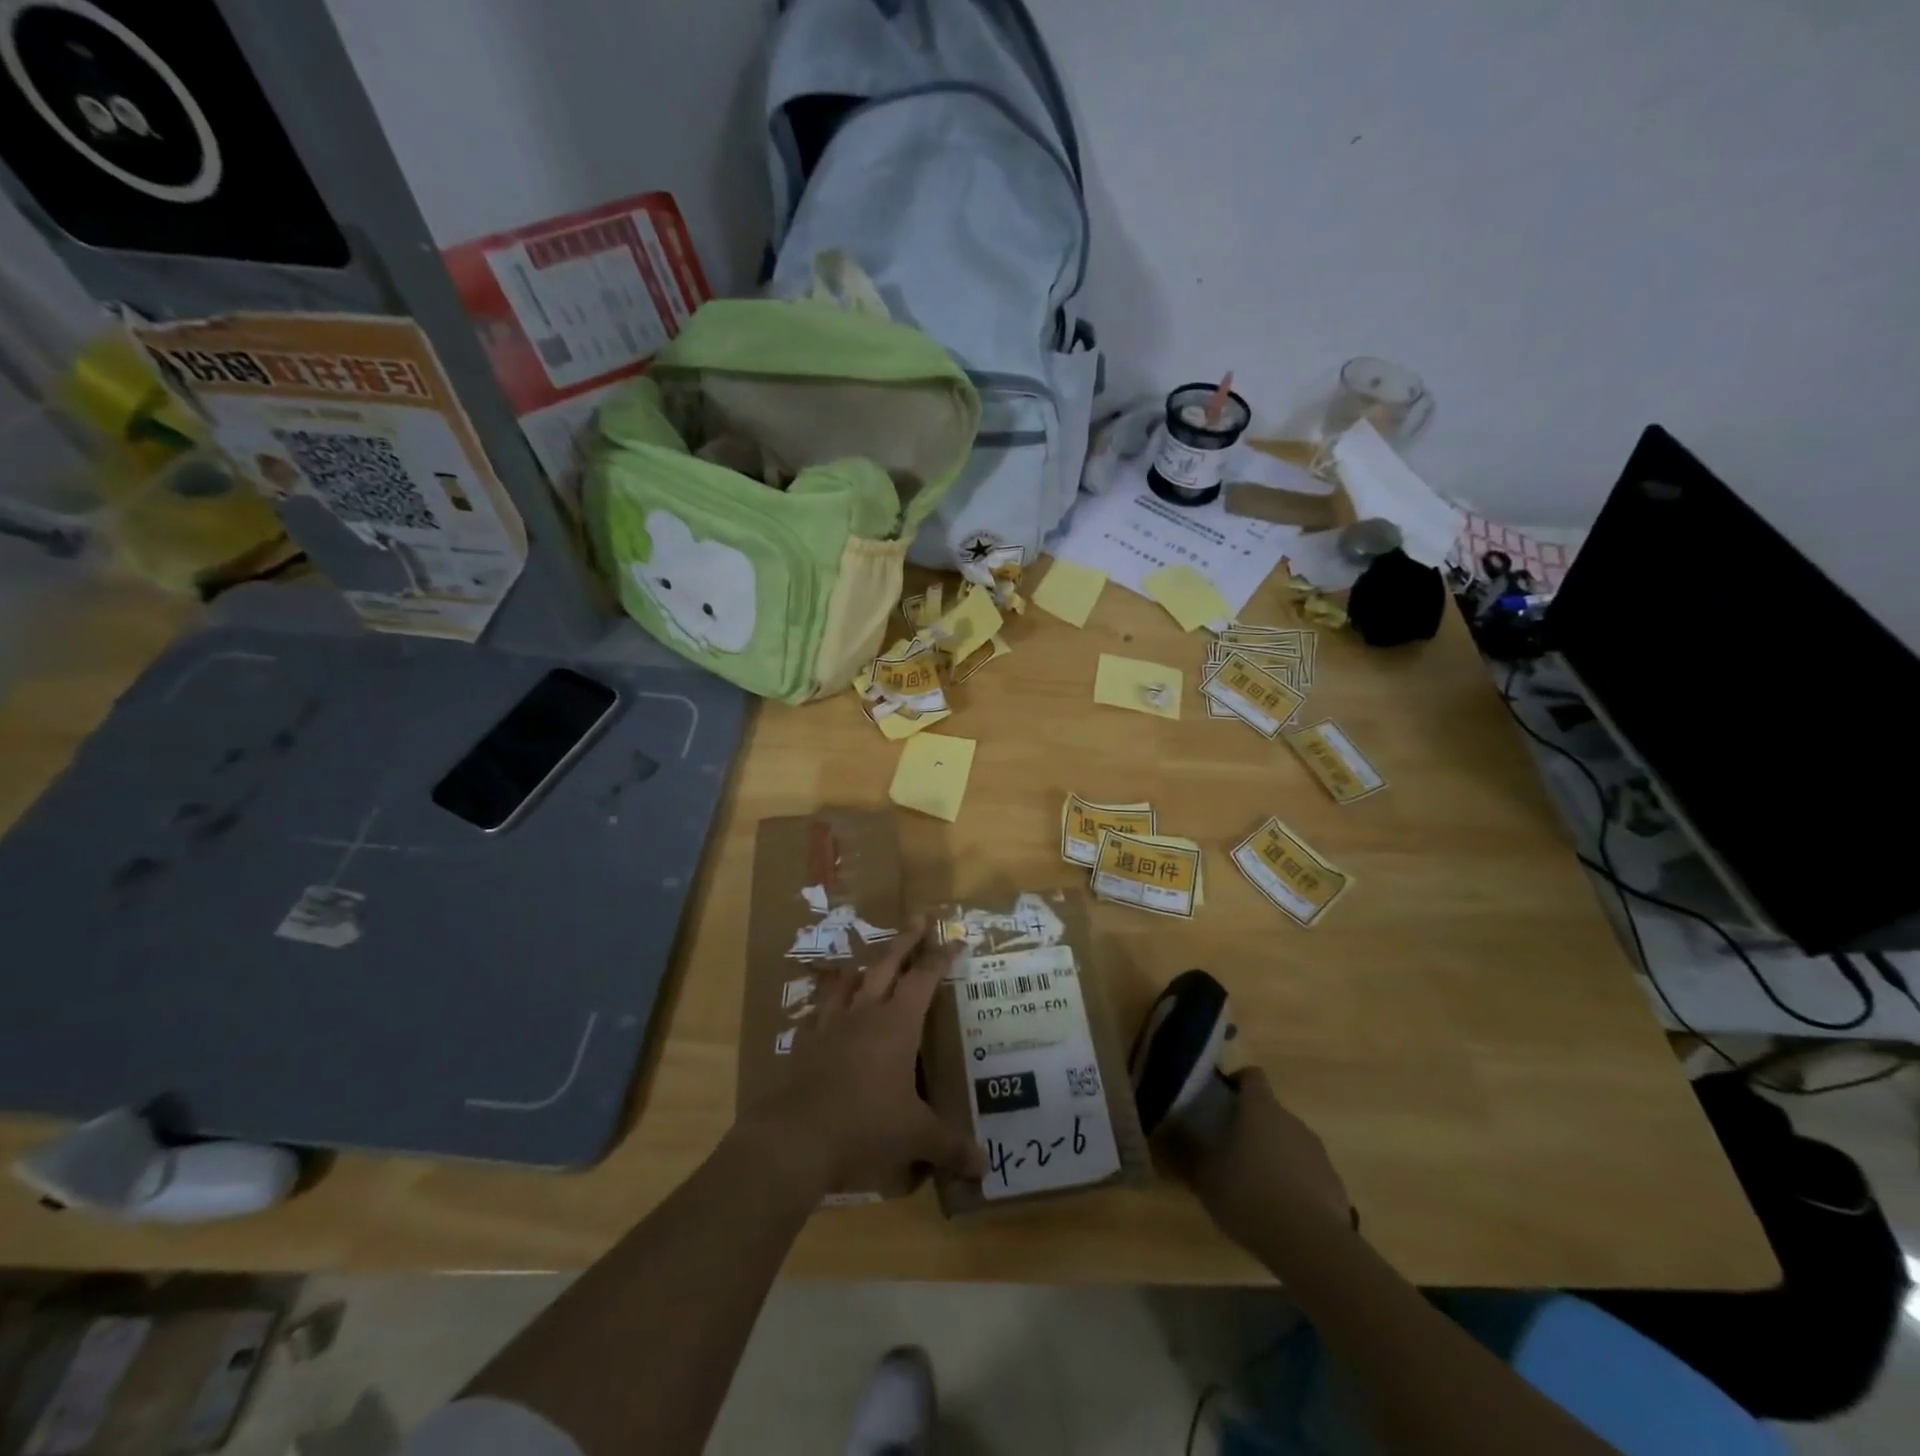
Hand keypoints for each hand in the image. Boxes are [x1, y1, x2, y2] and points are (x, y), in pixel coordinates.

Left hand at [739, 917, 983, 1194]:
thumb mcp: (915, 1137)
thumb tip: (983, 1166)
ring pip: (849, 981)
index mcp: (897, 1023)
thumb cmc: (866, 1126)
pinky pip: (819, 1010)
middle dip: (906, 940)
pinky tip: (826, 1008)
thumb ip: (950, 1146)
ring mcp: (831, 1024)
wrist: (796, 1138)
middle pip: (888, 964)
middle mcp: (865, 1012)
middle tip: (918, 917)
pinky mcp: (806, 1042)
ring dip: (863, 967)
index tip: (955, 939)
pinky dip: (827, 1001)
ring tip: (868, 961)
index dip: (941, 957)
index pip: (925, 977)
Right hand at [1171, 1068, 1352, 1250]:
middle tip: (1231, 1150)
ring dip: (1274, 1154)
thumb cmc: (1249, 1195)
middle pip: (1270, 1112)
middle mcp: (1291, 1120)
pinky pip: (1308, 1173)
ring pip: (1289, 1142)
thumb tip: (1165, 1137)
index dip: (1237, 1083)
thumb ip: (1187, 1154)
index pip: (1252, 1076)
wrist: (1311, 1244)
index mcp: (1260, 1108)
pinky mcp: (1334, 1183)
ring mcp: (1317, 1152)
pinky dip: (1295, 1182)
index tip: (1222, 1101)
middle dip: (1253, 1126)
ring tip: (1256, 1185)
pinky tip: (1281, 1211)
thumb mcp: (1205, 1177)